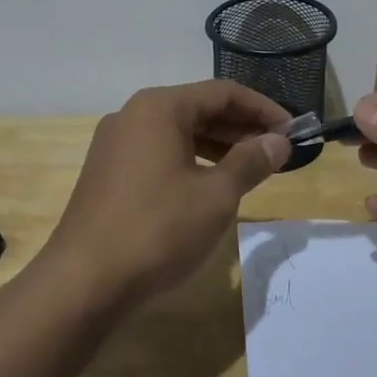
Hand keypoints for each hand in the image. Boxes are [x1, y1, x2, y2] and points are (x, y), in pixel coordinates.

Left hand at [46, 81, 293, 306]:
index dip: (263, 109)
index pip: (223, 93)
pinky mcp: (107, 173)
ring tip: (252, 168)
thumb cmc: (157, 230)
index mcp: (159, 108)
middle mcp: (133, 115)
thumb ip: (250, 162)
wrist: (82, 284)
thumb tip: (278, 142)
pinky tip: (210, 185)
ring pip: (178, 132)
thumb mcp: (216, 196)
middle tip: (277, 151)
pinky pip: (159, 153)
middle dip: (241, 127)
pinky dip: (191, 161)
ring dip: (218, 145)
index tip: (293, 131)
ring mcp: (115, 144)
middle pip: (199, 108)